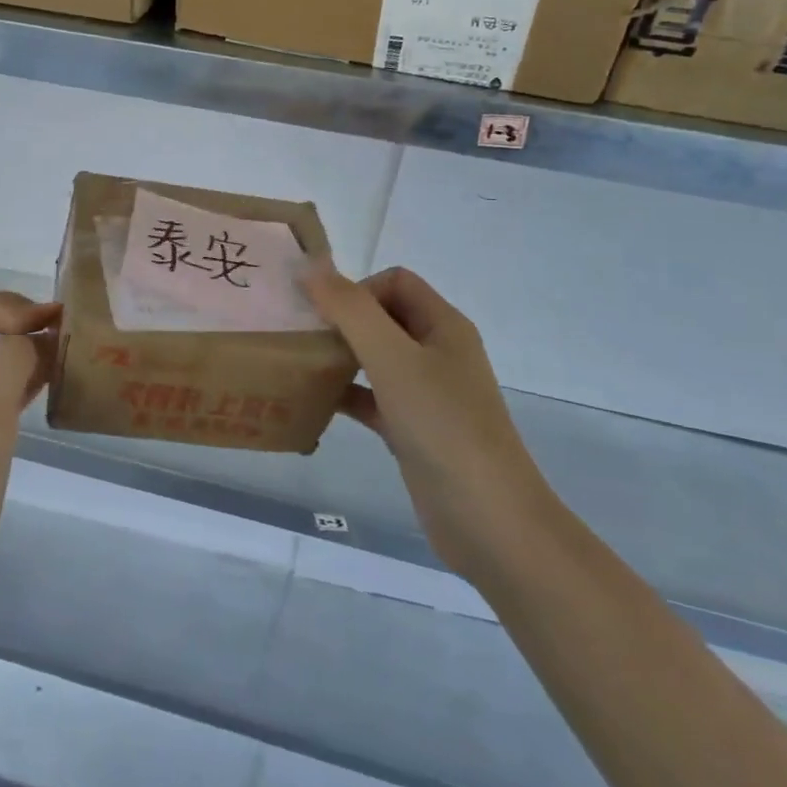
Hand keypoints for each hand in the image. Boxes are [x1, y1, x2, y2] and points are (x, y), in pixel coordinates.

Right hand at [304, 262, 556, 577]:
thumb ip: (351, 309)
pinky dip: (345, 395)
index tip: (325, 318)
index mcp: (443, 325)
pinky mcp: (413, 429)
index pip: (394, 282)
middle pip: (382, 317)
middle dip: (341, 321)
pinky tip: (312, 404)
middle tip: (300, 338)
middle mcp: (437, 352)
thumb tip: (310, 266)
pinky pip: (372, 398)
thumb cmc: (443, 426)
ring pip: (374, 358)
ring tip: (298, 366)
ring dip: (339, 357)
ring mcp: (426, 394)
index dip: (358, 290)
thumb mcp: (393, 359)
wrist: (488, 521)